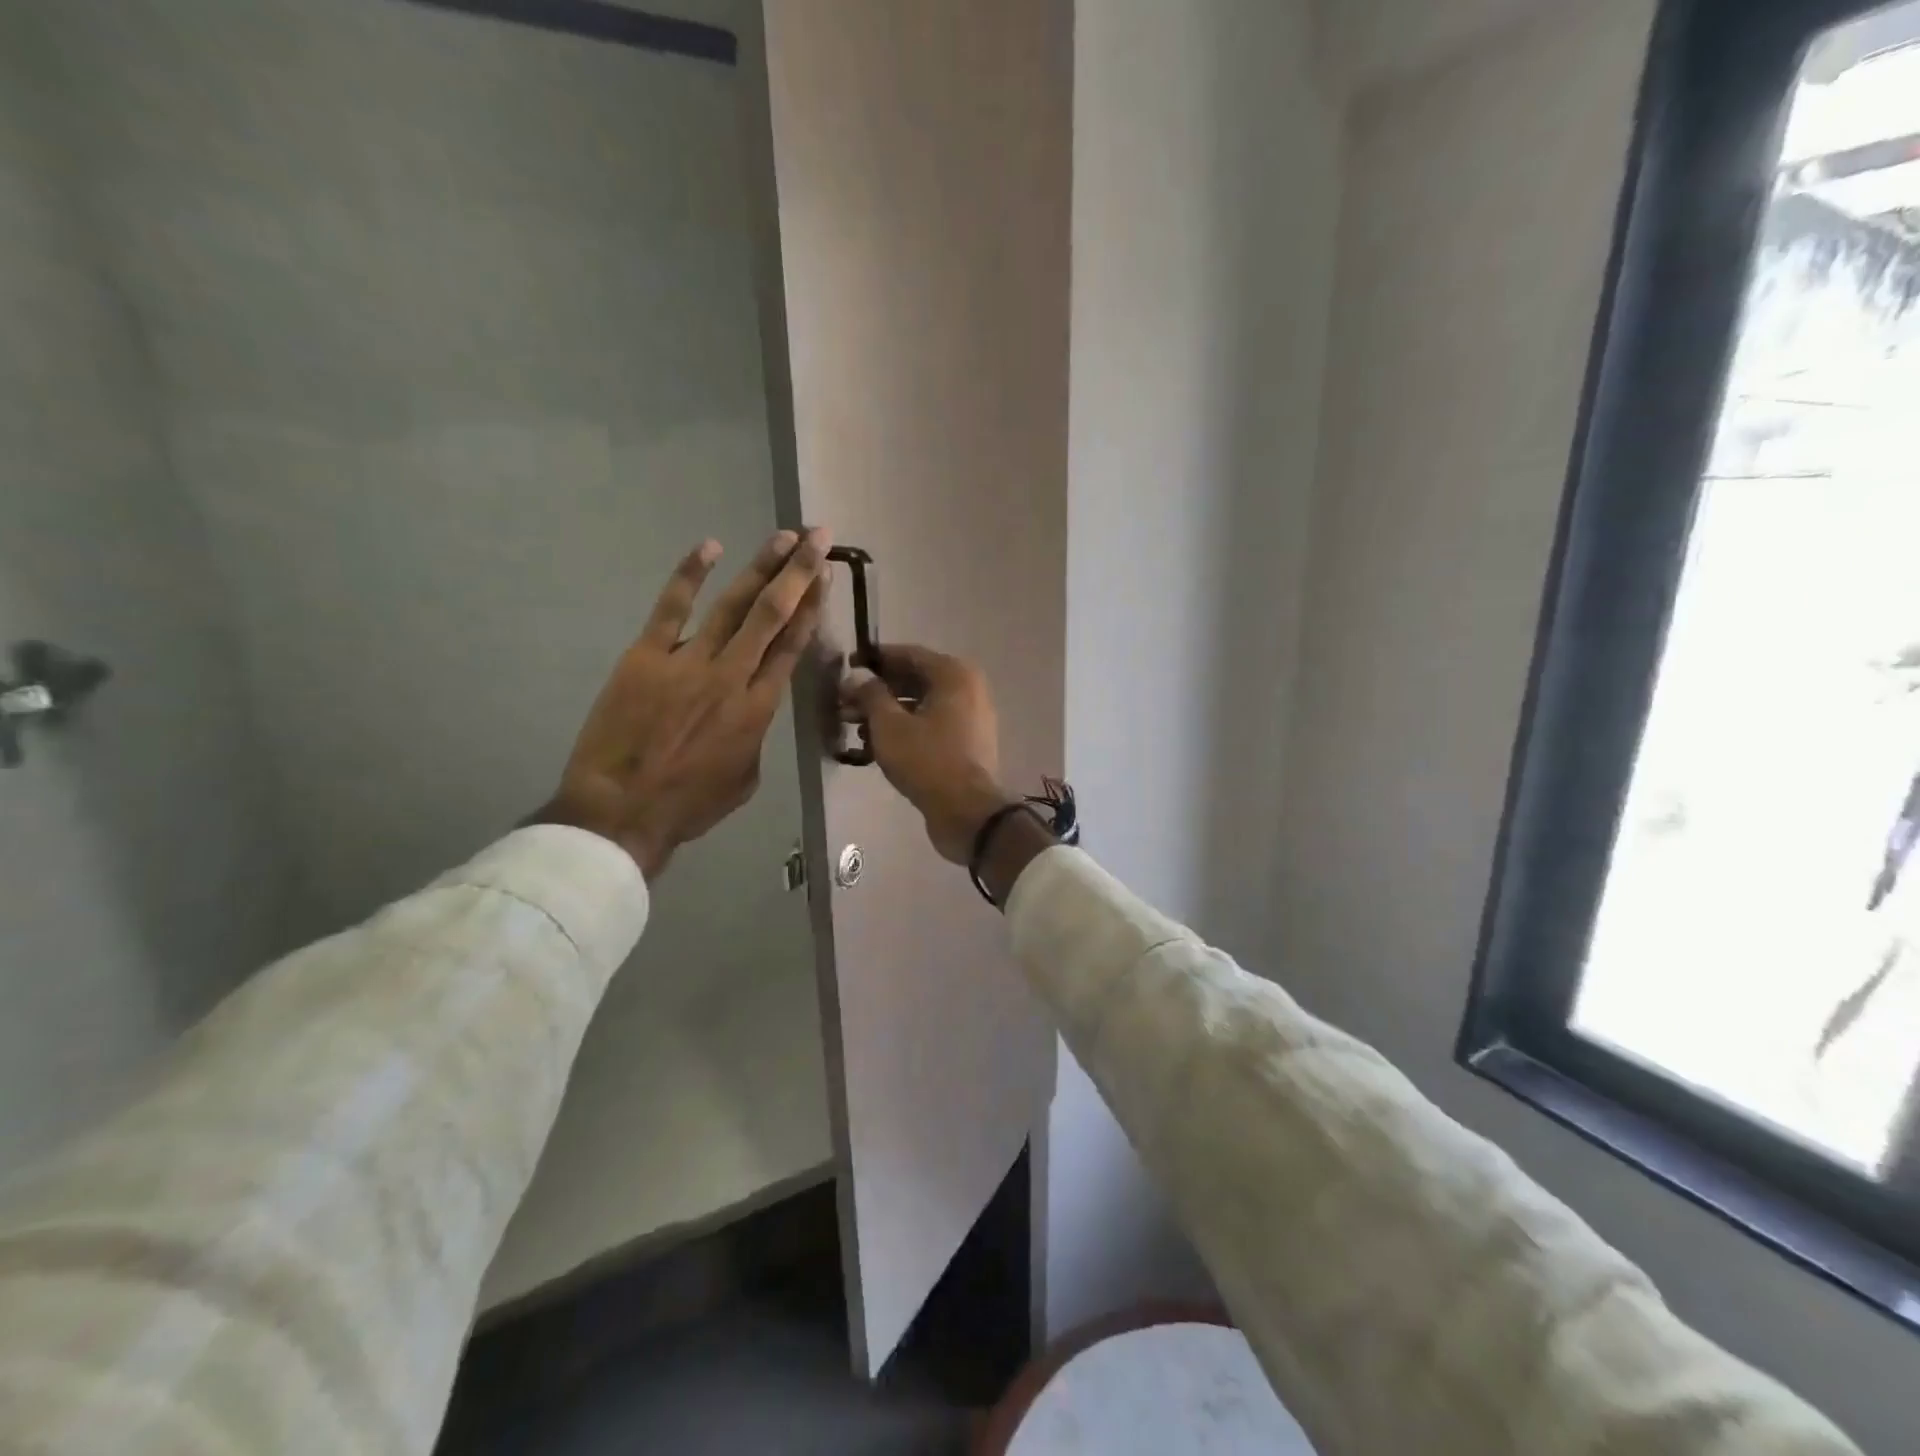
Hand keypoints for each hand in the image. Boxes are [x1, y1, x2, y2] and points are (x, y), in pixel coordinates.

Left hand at [535, 528, 830, 877]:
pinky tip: (711, 547)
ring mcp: (688, 661)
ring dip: (761, 567)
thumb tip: (749, 711)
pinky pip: (671, 607)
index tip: (827, 578)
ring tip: (783, 537)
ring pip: (733, 605)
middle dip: (799, 573)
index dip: (813, 608)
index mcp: (759, 709)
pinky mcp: (646, 656)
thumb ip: (755, 737)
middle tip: (818, 538)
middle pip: (772, 615)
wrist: (622, 810)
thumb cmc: (688, 804)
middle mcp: (732, 676)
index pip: (792, 646)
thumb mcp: (745, 779)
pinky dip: (690, 574)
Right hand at [844, 644, 1015, 863]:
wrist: (968, 812)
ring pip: (921, 706)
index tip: (848, 665)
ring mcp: (970, 719)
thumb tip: (858, 679)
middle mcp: (968, 690)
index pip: (909, 654)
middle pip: (915, 681)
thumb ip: (870, 695)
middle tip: (844, 703)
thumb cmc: (927, 760)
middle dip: (877, 691)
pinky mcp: (966, 745)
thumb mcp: (889, 725)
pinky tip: (874, 746)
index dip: (875, 659)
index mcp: (954, 675)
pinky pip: (930, 727)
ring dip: (887, 713)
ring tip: (853, 727)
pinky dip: (905, 731)